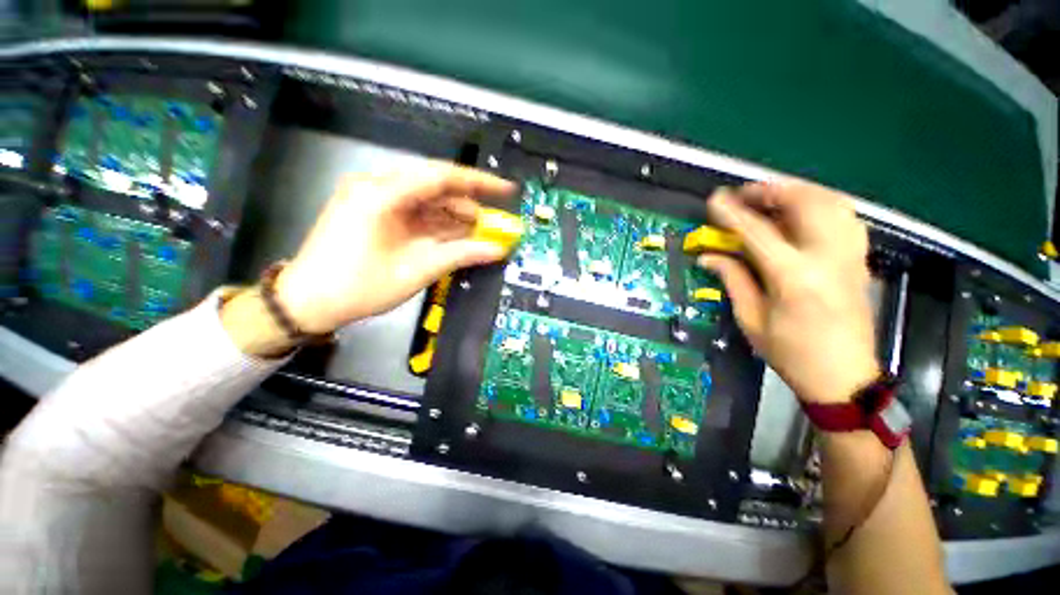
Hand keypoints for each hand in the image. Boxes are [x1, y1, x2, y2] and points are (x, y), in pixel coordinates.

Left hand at [274, 163, 515, 333]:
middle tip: (490, 223)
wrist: (308, 301)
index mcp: (382, 195)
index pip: (440, 176)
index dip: (478, 182)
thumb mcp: (417, 271)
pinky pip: (413, 209)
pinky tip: (453, 235)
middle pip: (434, 185)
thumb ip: (460, 254)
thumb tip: (497, 249)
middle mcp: (376, 186)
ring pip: (425, 197)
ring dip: (452, 214)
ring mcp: (372, 197)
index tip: (505, 189)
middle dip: (466, 203)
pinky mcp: (372, 210)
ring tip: (476, 233)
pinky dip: (435, 221)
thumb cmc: (359, 287)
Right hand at [699, 180, 878, 403]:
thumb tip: (709, 256)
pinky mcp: (859, 260)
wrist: (844, 377)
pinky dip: (820, 204)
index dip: (733, 213)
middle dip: (771, 191)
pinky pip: (844, 216)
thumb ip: (733, 280)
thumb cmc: (791, 353)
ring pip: (831, 202)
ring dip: (797, 192)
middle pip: (805, 203)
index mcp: (794, 278)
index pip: (758, 232)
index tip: (715, 199)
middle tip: (744, 195)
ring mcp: (850, 256)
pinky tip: (801, 214)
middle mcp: (828, 258)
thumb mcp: (751, 319)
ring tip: (770, 199)